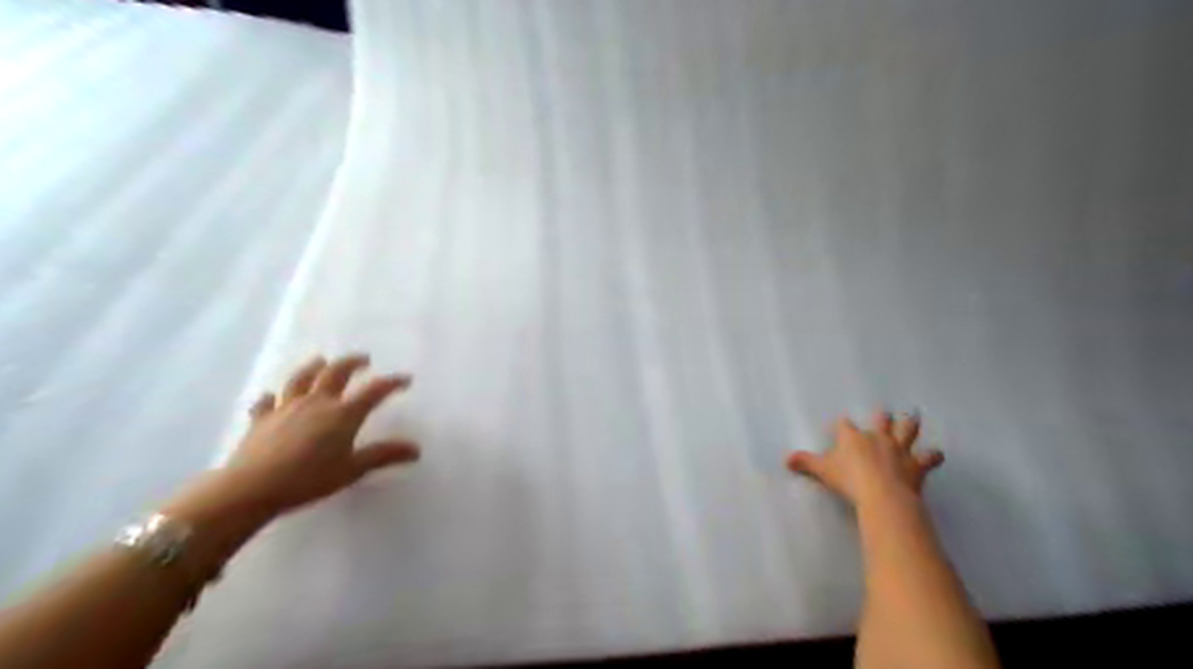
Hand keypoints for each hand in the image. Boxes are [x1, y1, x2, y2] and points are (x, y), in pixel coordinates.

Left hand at [220, 356, 424, 518]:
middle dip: (352, 363)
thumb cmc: (309, 479)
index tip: (405, 379)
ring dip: (313, 367)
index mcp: (343, 413)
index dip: (392, 383)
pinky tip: (272, 396)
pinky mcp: (261, 419)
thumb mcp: (353, 469)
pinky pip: (266, 402)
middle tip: (364, 359)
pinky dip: (271, 397)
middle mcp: (316, 402)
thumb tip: (416, 449)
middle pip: (336, 373)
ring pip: (301, 379)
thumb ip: (383, 455)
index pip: (374, 391)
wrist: (252, 488)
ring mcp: (286, 407)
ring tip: (321, 360)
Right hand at [790, 410, 945, 508]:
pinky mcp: (916, 464)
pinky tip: (936, 455)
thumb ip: (805, 463)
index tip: (840, 426)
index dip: (842, 426)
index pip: (845, 425)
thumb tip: (785, 459)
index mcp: (852, 437)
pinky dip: (932, 456)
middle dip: (882, 416)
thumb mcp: (823, 471)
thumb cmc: (849, 481)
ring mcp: (899, 449)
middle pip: (881, 420)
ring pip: (907, 430)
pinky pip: (929, 457)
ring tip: (914, 416)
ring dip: (910, 424)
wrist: (882, 495)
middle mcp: (877, 437)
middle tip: (884, 413)